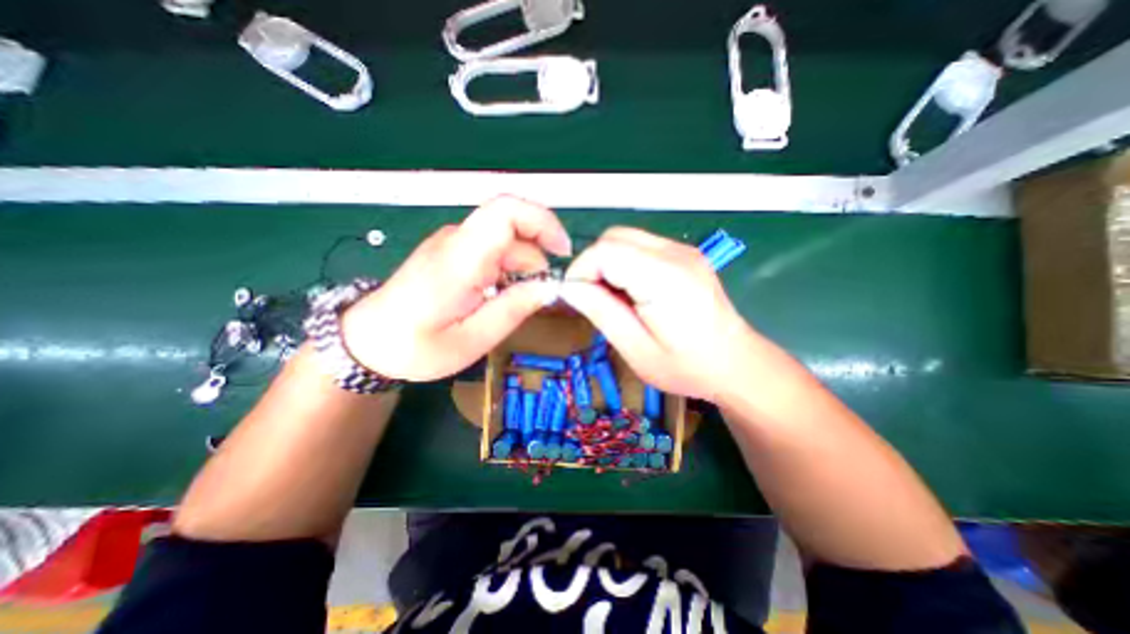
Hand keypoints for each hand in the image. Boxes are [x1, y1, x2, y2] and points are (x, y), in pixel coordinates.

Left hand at [340, 196, 569, 381]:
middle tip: (540, 296)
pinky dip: (510, 268)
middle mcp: (457, 240)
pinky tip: (503, 295)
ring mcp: (454, 243)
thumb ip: (513, 310)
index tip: (563, 252)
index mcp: (460, 258)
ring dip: (524, 267)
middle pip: (513, 229)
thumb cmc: (415, 347)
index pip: (507, 211)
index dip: (543, 222)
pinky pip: (493, 249)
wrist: (367, 341)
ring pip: (506, 241)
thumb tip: (550, 287)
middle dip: (538, 259)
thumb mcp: (472, 339)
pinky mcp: (453, 251)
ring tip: (518, 302)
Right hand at [557, 226, 756, 399]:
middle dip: (593, 265)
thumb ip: (601, 312)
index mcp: (664, 278)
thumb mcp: (636, 350)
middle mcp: (675, 254)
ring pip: (625, 238)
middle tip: (594, 299)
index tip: (577, 298)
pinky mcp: (684, 254)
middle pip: (613, 237)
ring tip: (614, 298)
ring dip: (608, 264)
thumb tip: (570, 287)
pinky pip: (640, 246)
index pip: (605, 250)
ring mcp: (683, 250)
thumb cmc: (687, 366)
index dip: (581, 270)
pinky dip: (624, 264)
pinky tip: (632, 291)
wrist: (735, 363)